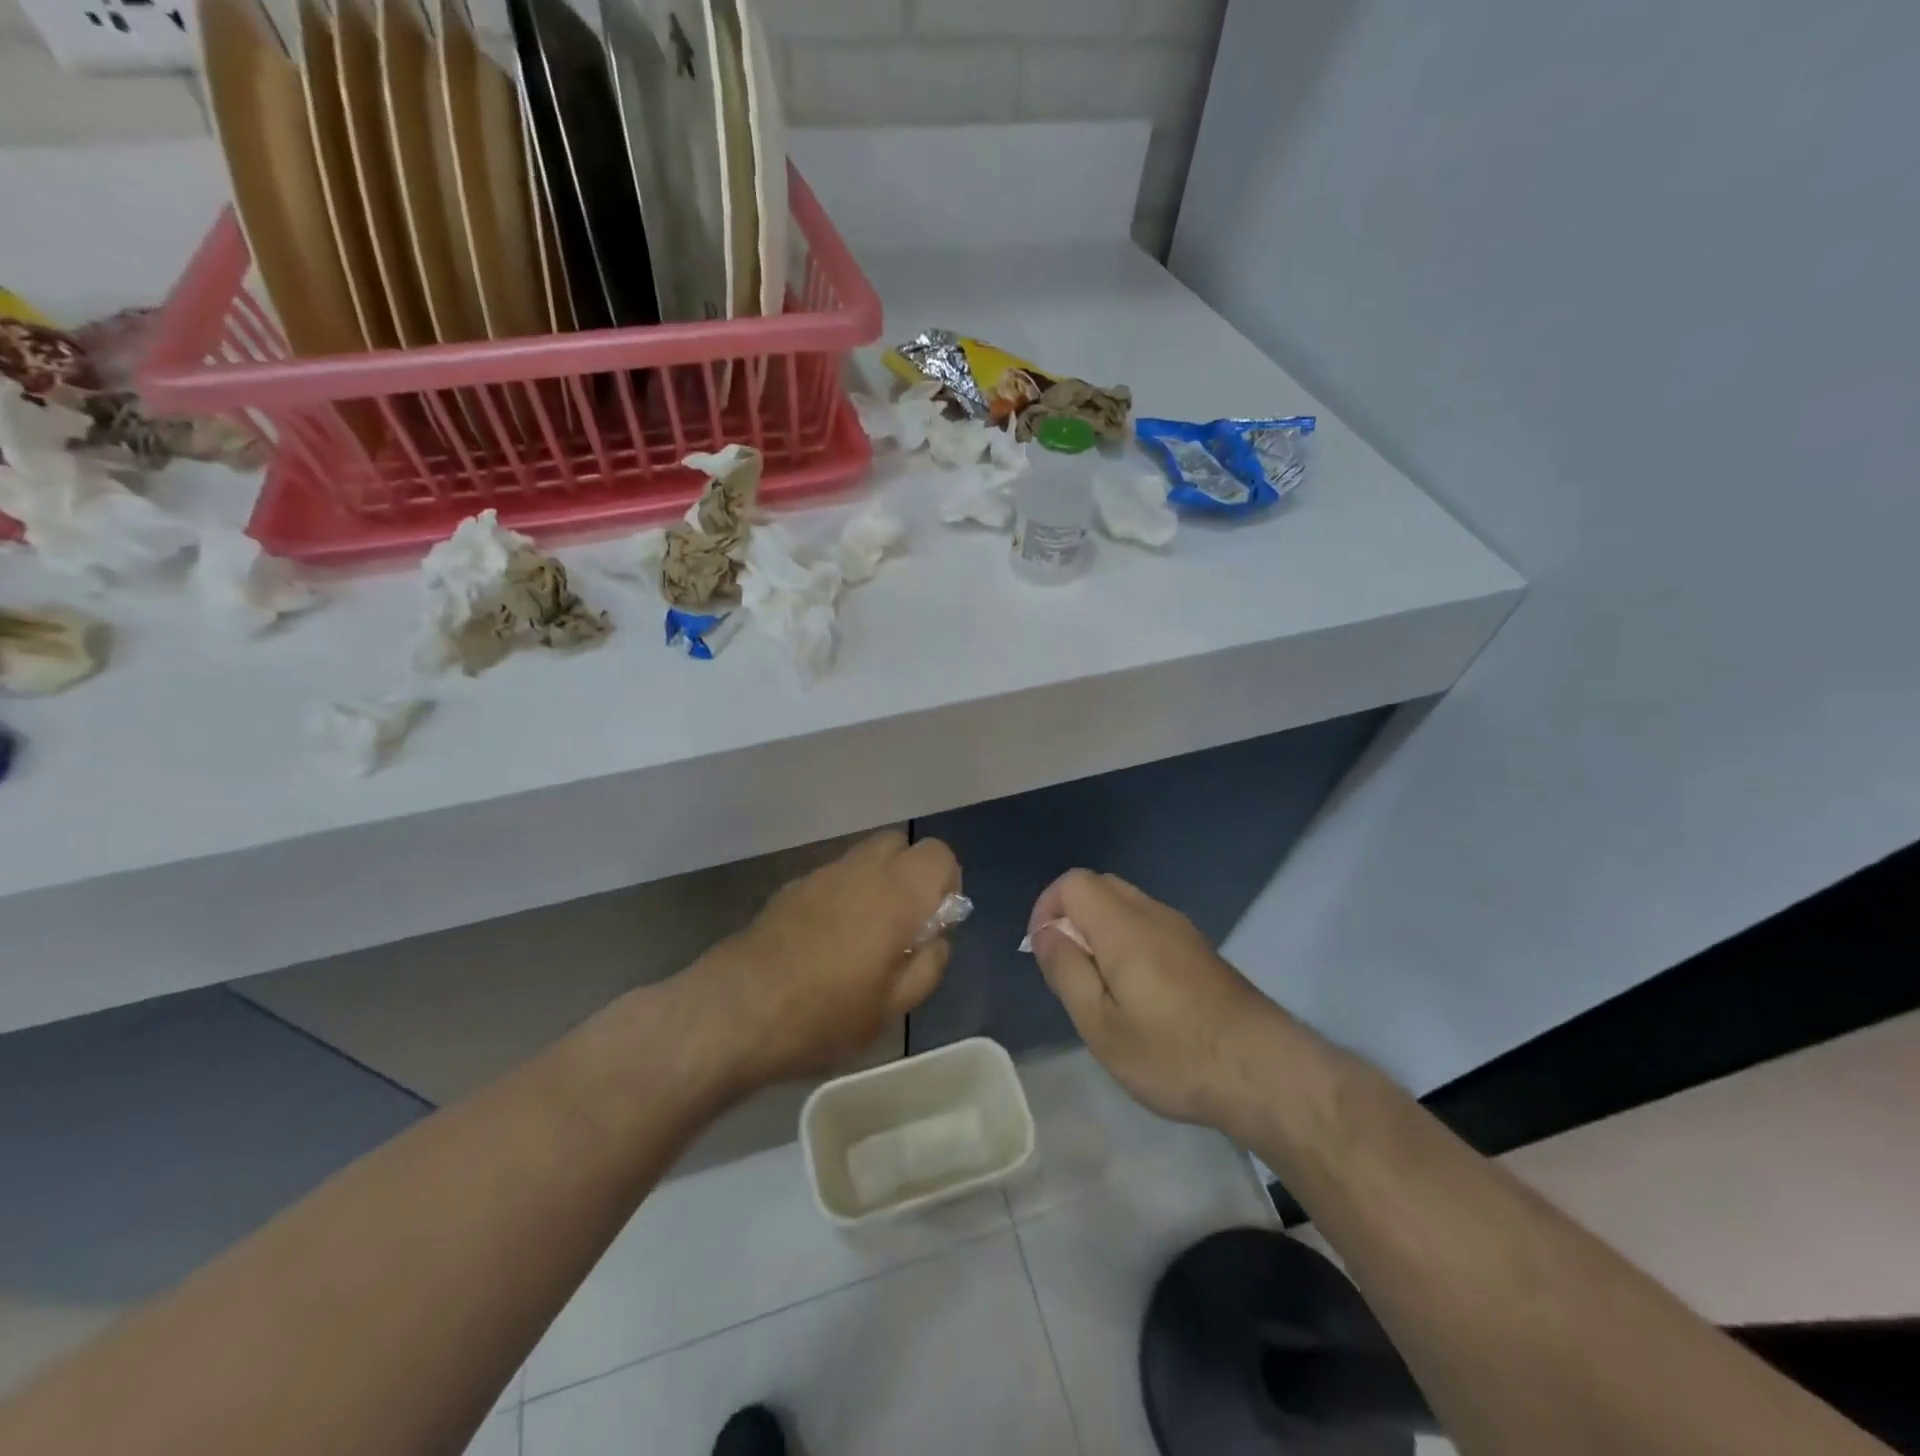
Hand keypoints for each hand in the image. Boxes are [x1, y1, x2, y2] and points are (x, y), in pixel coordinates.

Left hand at [694, 831, 960, 1089]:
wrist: (737, 1010)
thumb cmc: (825, 1014)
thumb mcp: (893, 1007)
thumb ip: (928, 965)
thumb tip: (937, 938)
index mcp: (897, 892)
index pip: (938, 854)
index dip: (945, 883)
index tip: (933, 923)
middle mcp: (861, 869)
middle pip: (899, 845)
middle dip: (910, 875)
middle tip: (902, 925)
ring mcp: (821, 874)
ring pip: (863, 858)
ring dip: (875, 884)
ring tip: (862, 937)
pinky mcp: (790, 887)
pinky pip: (832, 877)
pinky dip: (842, 894)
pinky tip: (824, 942)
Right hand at [1028, 870, 1285, 1131]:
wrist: (1264, 1071)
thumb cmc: (1172, 1052)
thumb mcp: (1100, 1024)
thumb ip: (1066, 970)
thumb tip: (1045, 932)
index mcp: (1123, 925)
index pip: (1073, 882)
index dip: (1048, 907)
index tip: (1045, 951)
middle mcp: (1153, 914)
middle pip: (1100, 887)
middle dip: (1072, 917)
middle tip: (1070, 972)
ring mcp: (1182, 931)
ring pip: (1127, 907)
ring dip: (1101, 932)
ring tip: (1102, 990)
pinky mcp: (1201, 952)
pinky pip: (1150, 927)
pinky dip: (1128, 943)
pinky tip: (1139, 996)